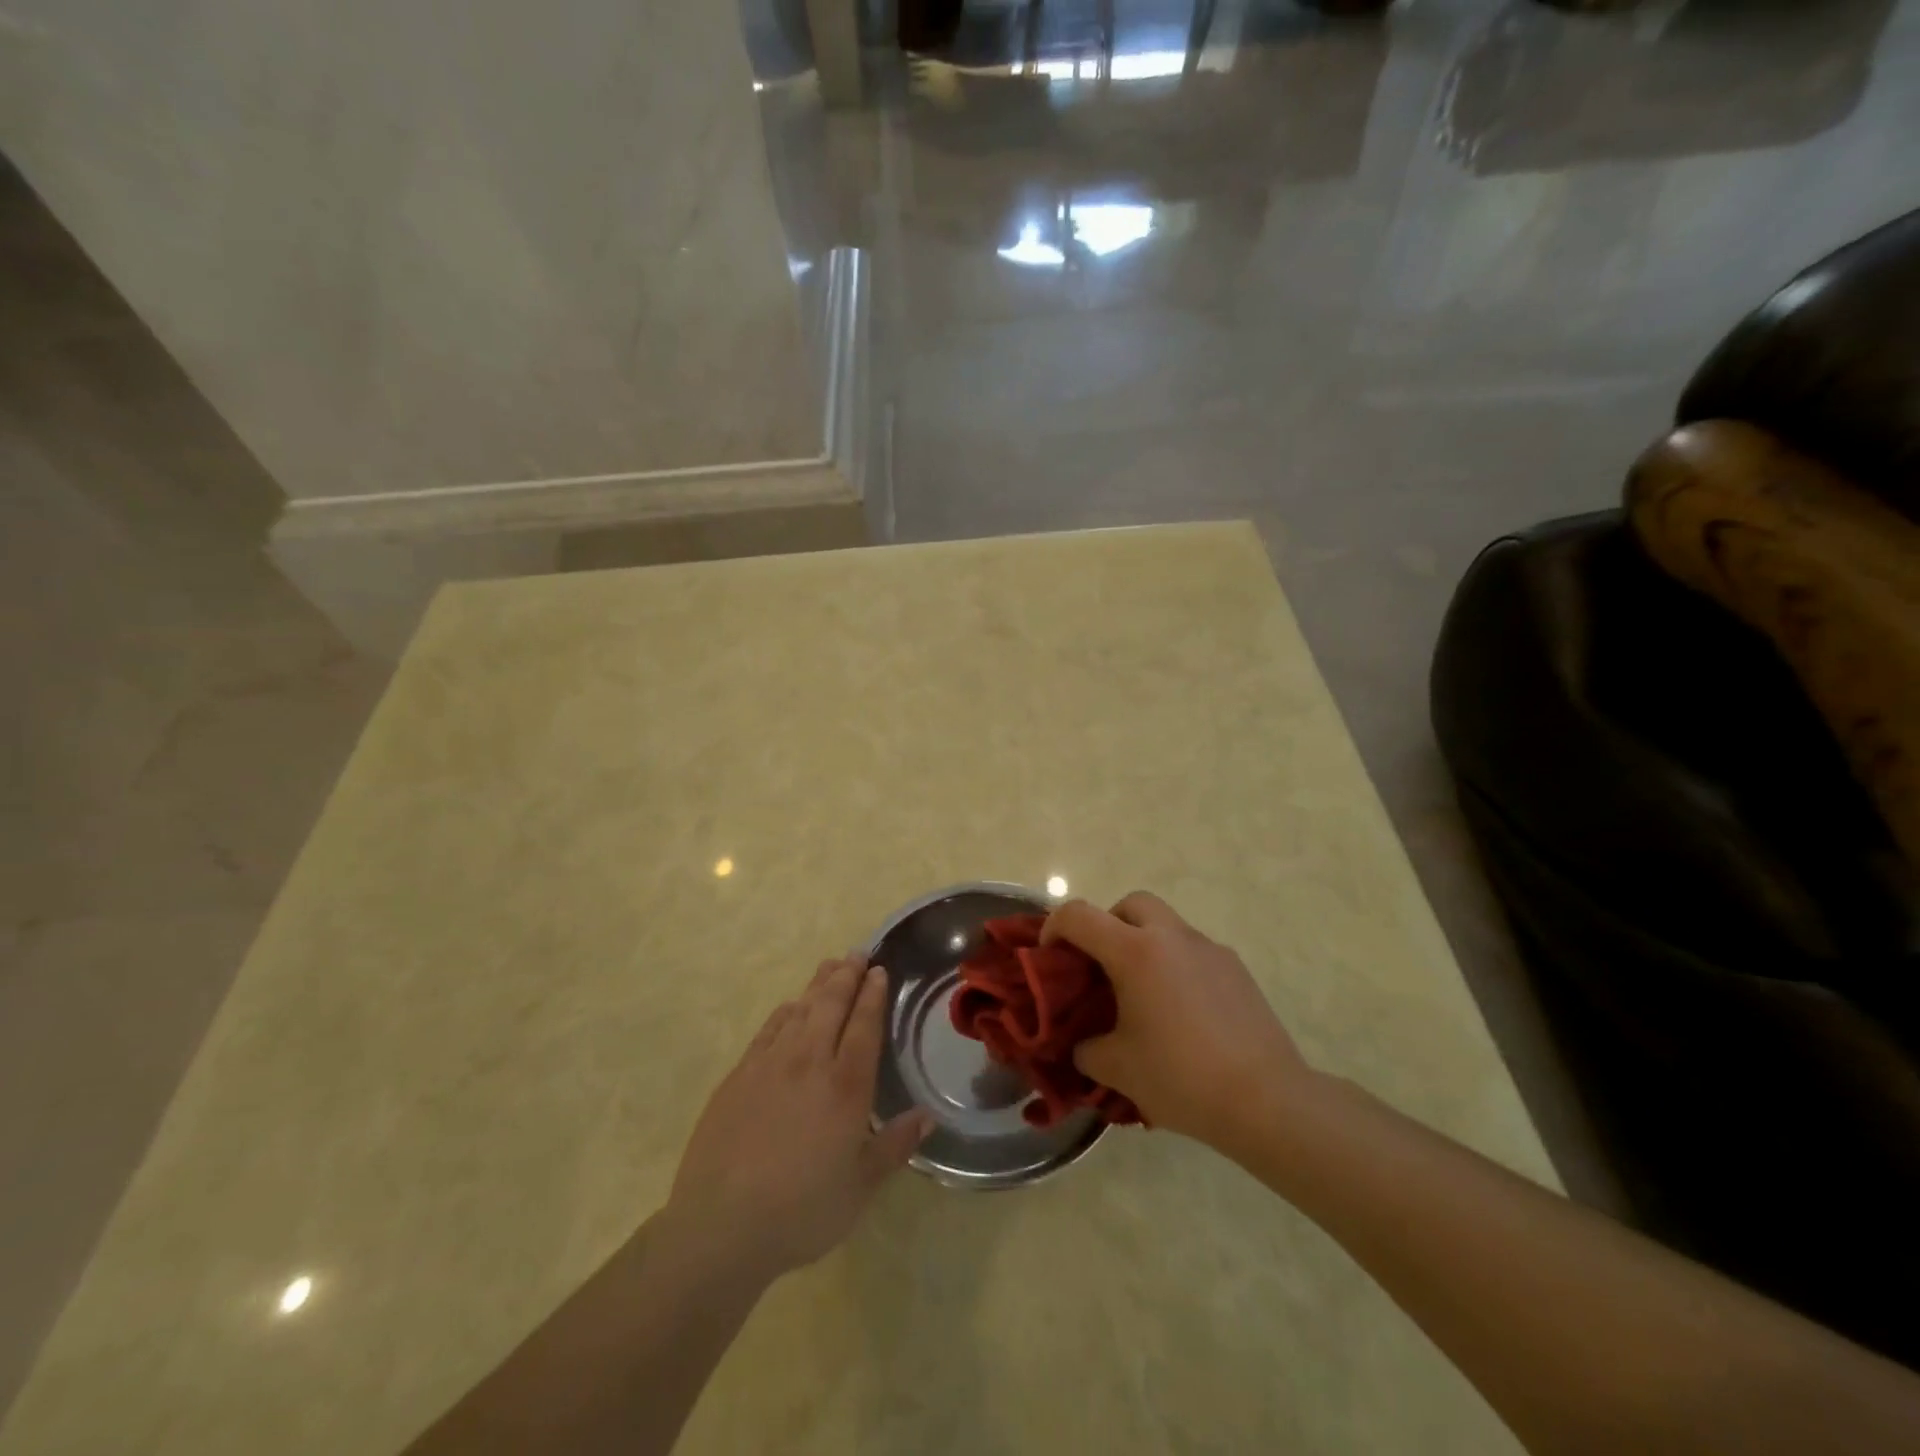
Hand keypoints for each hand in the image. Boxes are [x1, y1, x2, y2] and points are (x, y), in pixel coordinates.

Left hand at [665, 956, 932, 1281]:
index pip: (863, 1024)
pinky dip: (785, 1011)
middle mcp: (809, 1062)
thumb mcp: (860, 1187)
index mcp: (845, 1085)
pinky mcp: (738, 1075)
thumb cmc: (802, 1210)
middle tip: (858, 953)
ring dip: (818, 984)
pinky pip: (768, 1029)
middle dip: (847, 975)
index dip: (873, 994)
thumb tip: (928, 1116)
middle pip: (831, 1004)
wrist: (721, 1226)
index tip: (879, 970)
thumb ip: (894, 1145)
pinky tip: (791, 1007)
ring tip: (830, 966)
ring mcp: (769, 1064)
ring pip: (800, 1009)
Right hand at [1042, 893, 1313, 1150]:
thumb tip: (1083, 1043)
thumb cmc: (1181, 1077)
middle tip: (1102, 966)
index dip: (1054, 928)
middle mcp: (1172, 937)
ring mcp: (1209, 949)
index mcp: (1135, 952)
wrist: (1266, 1100)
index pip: (1078, 915)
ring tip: (1143, 995)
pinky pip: (1194, 952)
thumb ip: (1086, 1048)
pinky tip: (1182, 1013)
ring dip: (1145, 944)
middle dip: (1108, 924)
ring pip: (1166, 925)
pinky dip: (1176, 966)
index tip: (1050, 957)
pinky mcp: (1236, 969)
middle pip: (1131, 904)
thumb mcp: (1116, 1068)